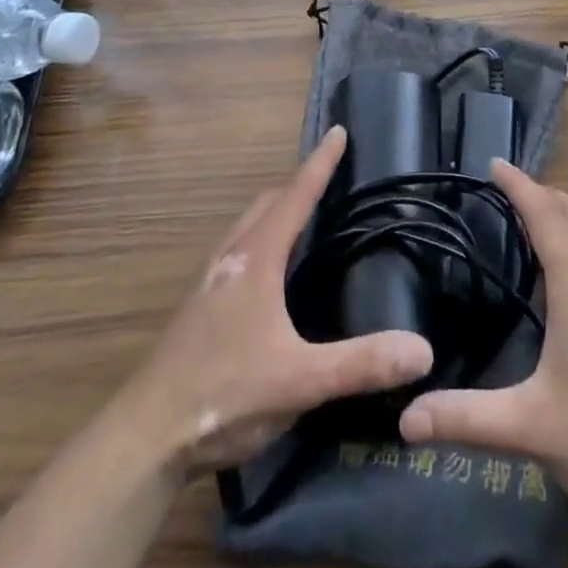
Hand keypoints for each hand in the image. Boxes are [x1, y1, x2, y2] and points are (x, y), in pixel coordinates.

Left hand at [116, 126, 433, 475]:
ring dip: (274, 214)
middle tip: (328, 184)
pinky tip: (270, 280)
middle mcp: (230, 259)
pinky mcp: (198, 309)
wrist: (144, 437)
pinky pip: (236, 254)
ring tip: (303, 225)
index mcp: (255, 259)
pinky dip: (260, 243)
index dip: (319, 163)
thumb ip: (361, 364)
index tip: (338, 131)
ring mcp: (208, 284)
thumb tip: (423, 349)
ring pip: (246, 229)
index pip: (295, 196)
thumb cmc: (224, 394)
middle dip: (297, 186)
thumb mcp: (300, 381)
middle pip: (266, 205)